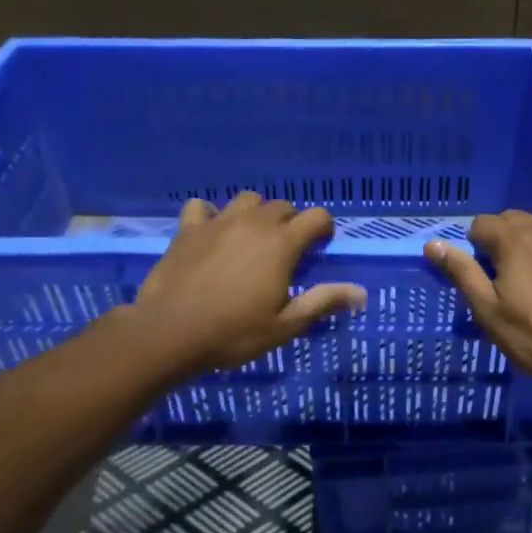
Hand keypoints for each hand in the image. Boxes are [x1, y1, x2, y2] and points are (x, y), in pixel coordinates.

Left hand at [136, 193, 365, 370]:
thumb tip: (361, 292)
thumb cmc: (234, 332)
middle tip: (284, 252)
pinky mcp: (189, 228)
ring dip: (255, 214)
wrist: (170, 331)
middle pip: (282, 206)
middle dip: (290, 223)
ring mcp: (219, 222)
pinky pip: (203, 207)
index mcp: (282, 244)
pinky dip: (210, 215)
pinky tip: (210, 234)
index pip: (317, 216)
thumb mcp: (285, 325)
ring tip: (250, 238)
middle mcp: (254, 223)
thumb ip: (323, 302)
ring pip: (247, 200)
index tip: (319, 247)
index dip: (323, 228)